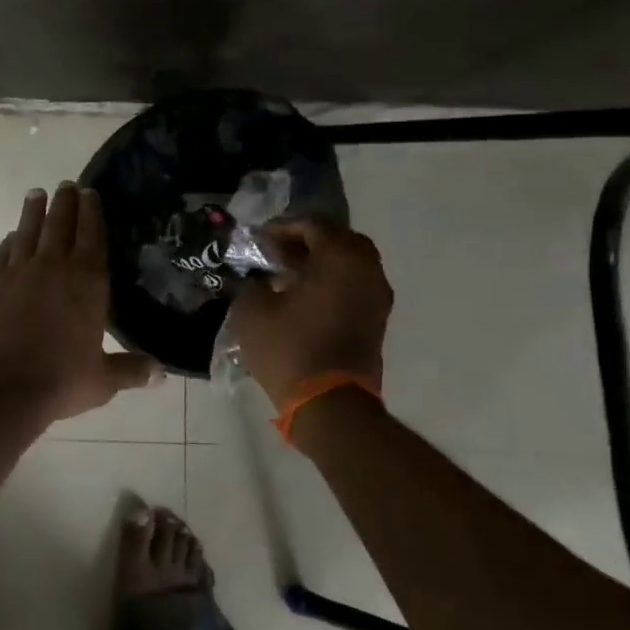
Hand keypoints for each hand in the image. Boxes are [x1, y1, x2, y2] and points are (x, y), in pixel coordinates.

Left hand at [0, 182, 157, 423]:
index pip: (92, 236)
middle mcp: (53, 267)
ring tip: (37, 194)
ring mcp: (18, 272)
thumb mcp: (102, 381)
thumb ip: (131, 370)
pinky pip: (3, 253)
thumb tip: (161, 374)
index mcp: (87, 281)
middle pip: (60, 224)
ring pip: (28, 231)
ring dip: (34, 211)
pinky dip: (10, 241)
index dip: (92, 212)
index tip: (90, 193)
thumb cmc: (59, 381)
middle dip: (65, 202)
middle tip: (67, 184)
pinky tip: (11, 237)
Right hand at [228, 218, 393, 408]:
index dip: (281, 228)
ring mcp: (377, 295)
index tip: (258, 241)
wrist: (330, 404)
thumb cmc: (289, 348)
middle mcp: (366, 269)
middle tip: (277, 252)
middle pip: (338, 239)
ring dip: (321, 262)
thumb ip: (253, 281)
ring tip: (288, 274)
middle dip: (307, 241)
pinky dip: (333, 281)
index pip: (311, 225)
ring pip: (350, 262)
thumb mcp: (252, 309)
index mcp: (340, 257)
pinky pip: (355, 284)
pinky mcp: (377, 319)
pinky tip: (304, 296)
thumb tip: (258, 276)